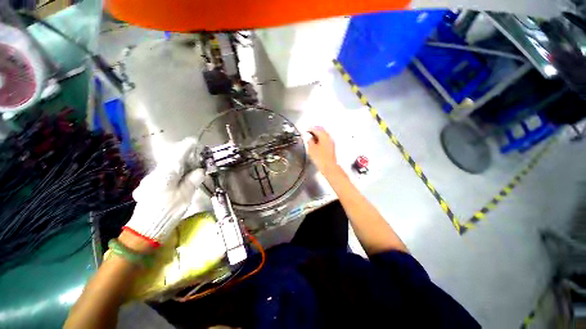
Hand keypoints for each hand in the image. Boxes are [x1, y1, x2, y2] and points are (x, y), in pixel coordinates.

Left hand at [123, 138, 204, 247]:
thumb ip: (193, 180)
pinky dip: (174, 172)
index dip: (187, 147)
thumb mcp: (186, 195)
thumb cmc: (168, 211)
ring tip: (191, 168)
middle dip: (185, 156)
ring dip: (179, 164)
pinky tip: (179, 179)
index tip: (195, 141)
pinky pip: (164, 174)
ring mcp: (151, 180)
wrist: (146, 229)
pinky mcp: (149, 186)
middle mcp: (156, 173)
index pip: (178, 155)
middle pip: (172, 159)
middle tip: (197, 158)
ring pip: (167, 167)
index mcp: (167, 173)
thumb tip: (200, 170)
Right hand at [306, 126, 338, 174]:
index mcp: (323, 136)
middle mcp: (328, 137)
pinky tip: (317, 143)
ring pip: (324, 135)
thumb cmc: (320, 158)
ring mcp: (331, 142)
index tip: (306, 130)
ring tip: (312, 138)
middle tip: (309, 132)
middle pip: (321, 130)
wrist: (329, 166)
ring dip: (318, 135)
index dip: (310, 129)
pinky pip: (325, 140)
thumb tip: (309, 138)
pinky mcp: (331, 147)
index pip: (316, 129)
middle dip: (315, 131)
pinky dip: (321, 139)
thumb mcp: (311, 149)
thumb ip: (309, 141)